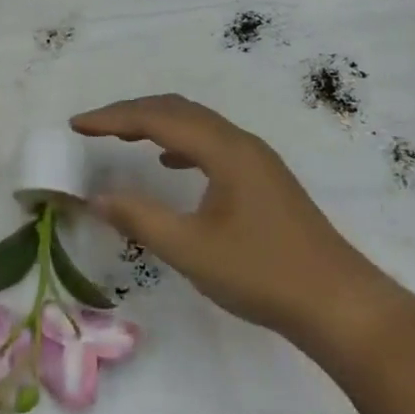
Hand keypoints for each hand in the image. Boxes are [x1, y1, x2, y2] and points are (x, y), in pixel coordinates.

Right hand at [71, 95, 387, 339]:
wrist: (338, 303)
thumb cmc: (262, 273)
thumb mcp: (191, 249)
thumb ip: (140, 218)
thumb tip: (96, 196)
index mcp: (224, 149)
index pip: (157, 118)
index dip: (113, 118)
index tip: (76, 124)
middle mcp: (240, 142)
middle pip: (178, 110)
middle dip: (132, 112)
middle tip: (93, 126)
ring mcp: (256, 159)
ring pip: (197, 125)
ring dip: (156, 124)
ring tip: (122, 136)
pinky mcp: (263, 178)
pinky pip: (211, 144)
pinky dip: (180, 143)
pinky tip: (168, 163)